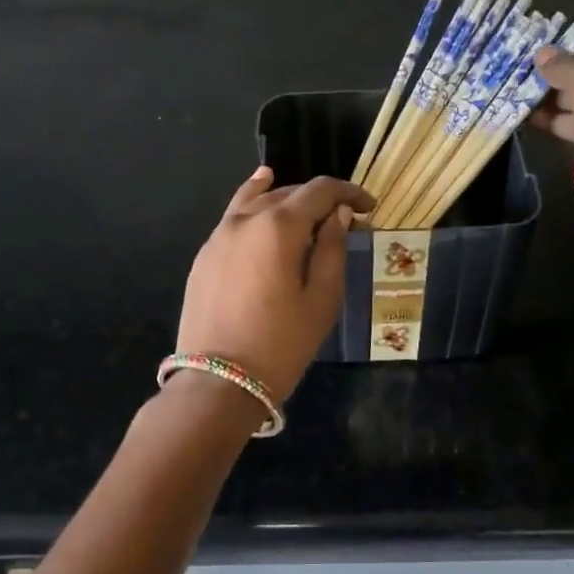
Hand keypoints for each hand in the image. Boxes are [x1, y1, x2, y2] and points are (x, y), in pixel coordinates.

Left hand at [175, 167, 372, 403]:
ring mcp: (219, 236)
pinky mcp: (204, 256)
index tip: (369, 207)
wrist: (218, 381)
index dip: (348, 193)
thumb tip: (339, 215)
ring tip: (303, 200)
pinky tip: (260, 205)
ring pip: (255, 201)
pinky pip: (234, 218)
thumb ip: (333, 249)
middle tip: (344, 220)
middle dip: (319, 200)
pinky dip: (252, 206)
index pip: (319, 191)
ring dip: (284, 197)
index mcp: (279, 227)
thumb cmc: (281, 344)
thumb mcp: (322, 300)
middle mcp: (245, 220)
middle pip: (287, 193)